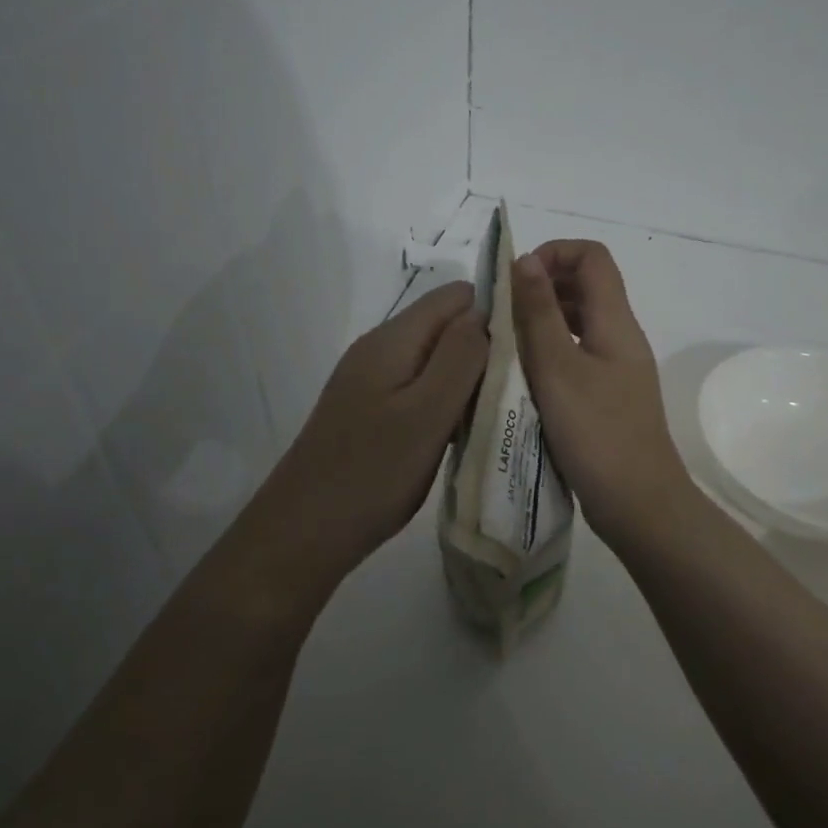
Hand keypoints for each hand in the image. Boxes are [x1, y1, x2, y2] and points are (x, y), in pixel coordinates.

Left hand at [222, 281, 487, 606]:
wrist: (304, 532)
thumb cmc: (373, 472)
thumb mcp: (427, 412)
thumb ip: (460, 357)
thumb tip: (484, 311)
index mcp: (393, 339)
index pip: (456, 296)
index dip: (494, 313)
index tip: (524, 352)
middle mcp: (380, 349)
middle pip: (446, 326)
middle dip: (483, 349)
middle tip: (511, 393)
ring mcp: (372, 381)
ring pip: (436, 360)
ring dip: (467, 380)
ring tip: (493, 415)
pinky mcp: (372, 411)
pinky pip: (420, 389)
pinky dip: (445, 403)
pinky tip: (460, 433)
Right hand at [510, 240, 691, 544]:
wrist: (638, 503)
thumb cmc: (597, 433)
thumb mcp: (558, 369)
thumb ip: (539, 313)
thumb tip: (525, 259)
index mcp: (615, 322)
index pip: (592, 257)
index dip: (553, 254)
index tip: (516, 282)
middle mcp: (620, 337)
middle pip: (586, 285)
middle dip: (542, 286)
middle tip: (502, 313)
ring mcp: (616, 368)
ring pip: (578, 322)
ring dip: (542, 320)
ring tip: (505, 342)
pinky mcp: (607, 395)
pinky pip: (576, 355)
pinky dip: (549, 351)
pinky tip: (522, 374)